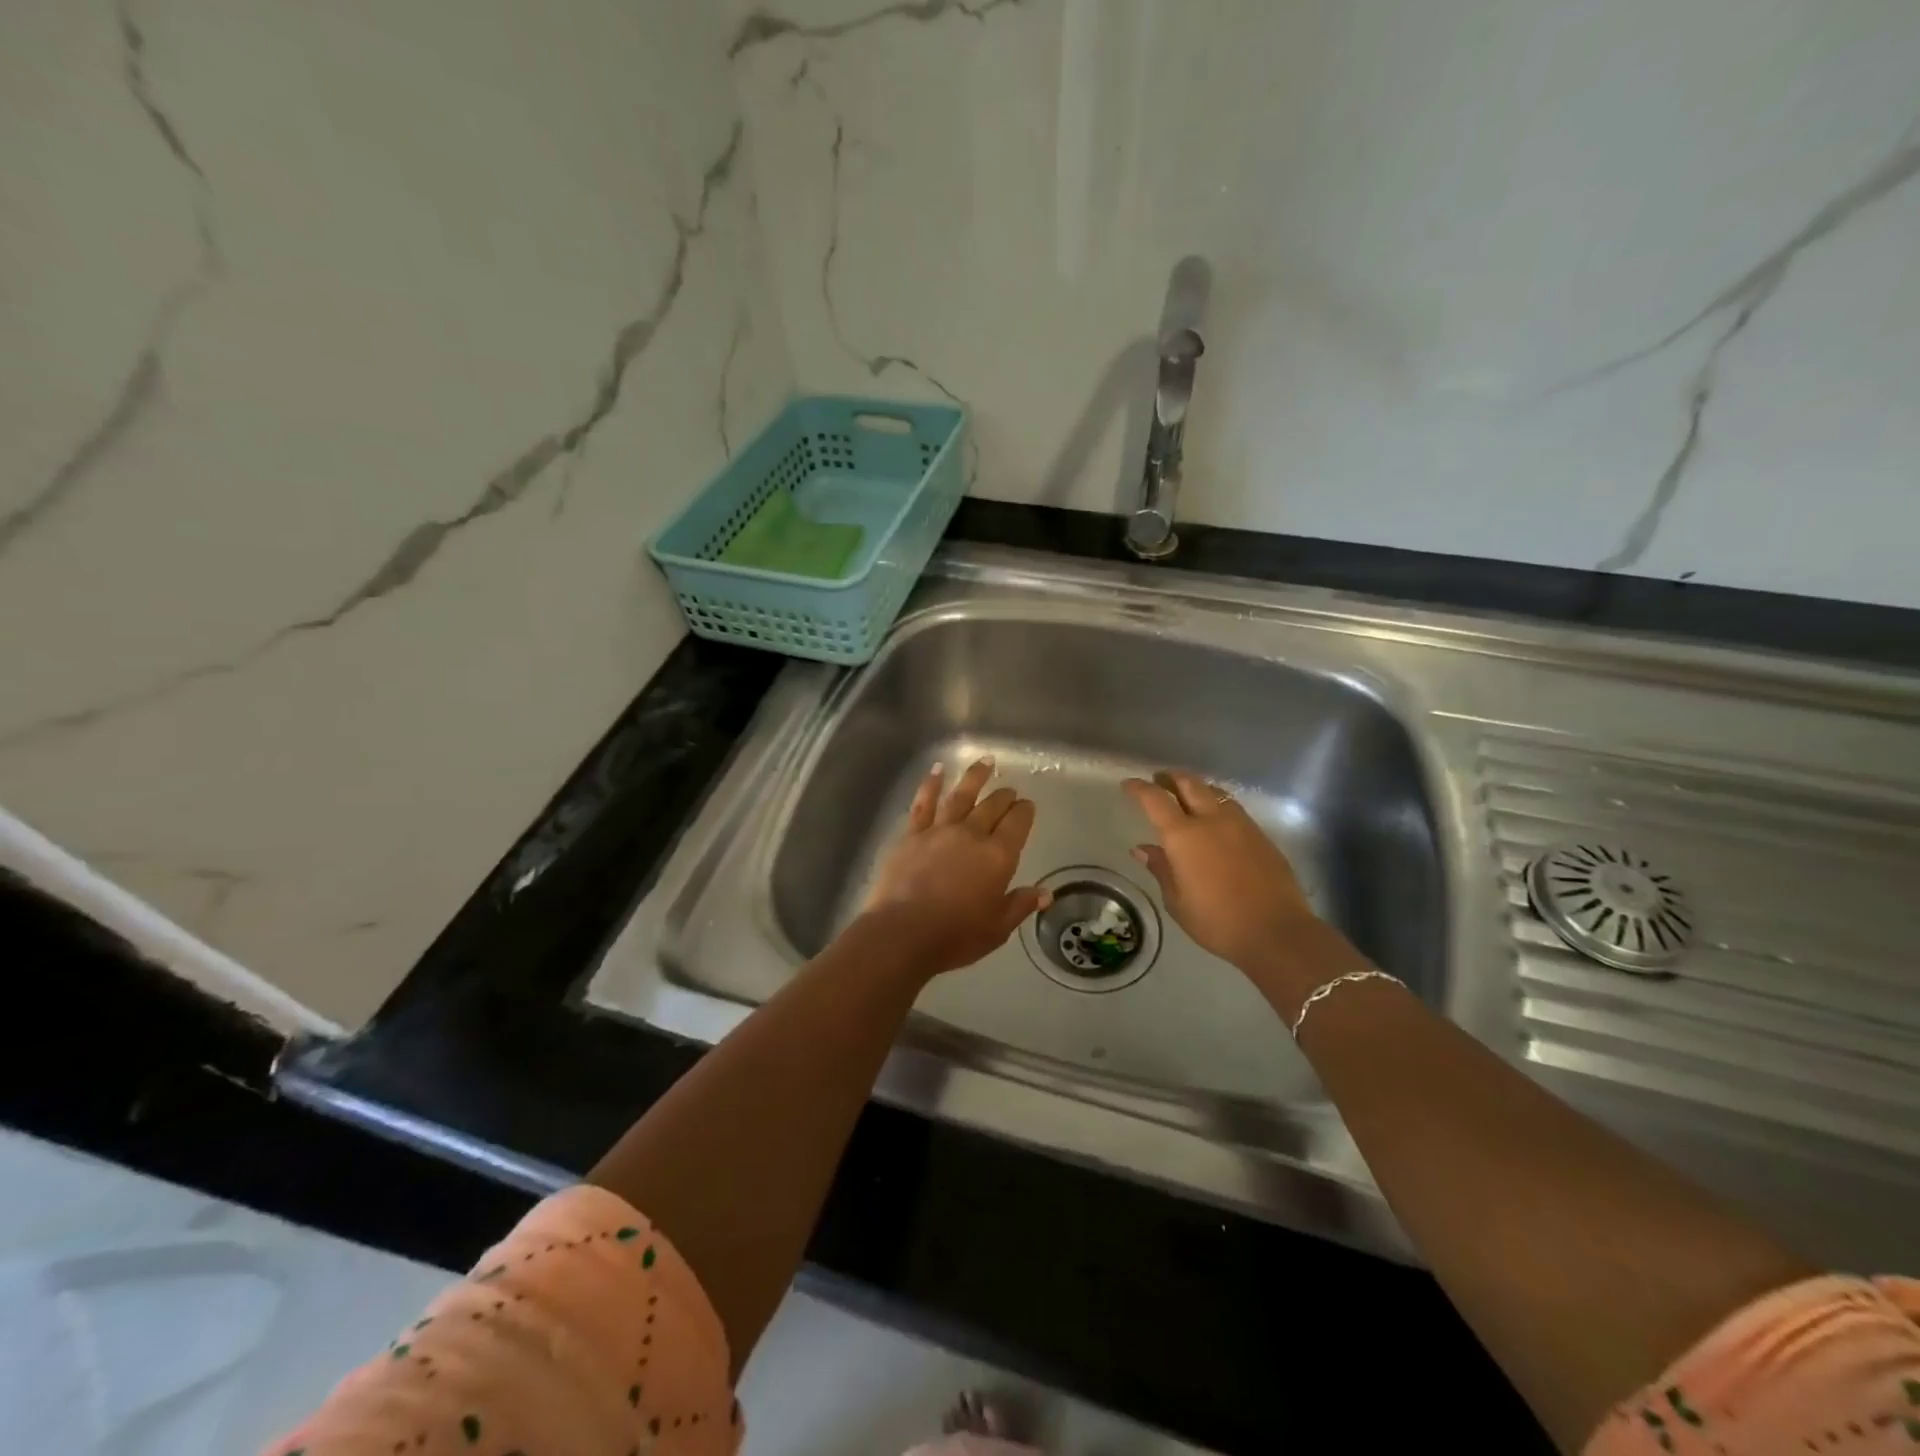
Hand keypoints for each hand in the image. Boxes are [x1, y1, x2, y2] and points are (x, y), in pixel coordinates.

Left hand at [863, 757, 1051, 975]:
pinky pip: (924, 802)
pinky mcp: (912, 834)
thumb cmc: (955, 935)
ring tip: (986, 762)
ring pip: (961, 795)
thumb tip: (1045, 893)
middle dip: (1005, 796)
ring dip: (975, 776)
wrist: (902, 933)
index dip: (1025, 812)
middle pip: (992, 807)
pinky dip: (932, 783)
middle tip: (1011, 791)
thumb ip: (1020, 905)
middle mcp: (972, 835)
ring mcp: (939, 830)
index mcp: (998, 856)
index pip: (1017, 824)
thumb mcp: (997, 928)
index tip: (1028, 805)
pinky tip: (938, 769)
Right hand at [1124, 770, 1324, 983]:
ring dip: (1196, 787)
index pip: (1155, 799)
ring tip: (1187, 795)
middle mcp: (1211, 820)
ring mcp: (1240, 824)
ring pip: (1214, 791)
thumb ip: (1161, 869)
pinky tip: (1215, 819)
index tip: (1129, 784)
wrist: (1276, 931)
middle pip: (1189, 783)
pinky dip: (1216, 803)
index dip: (1140, 788)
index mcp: (1183, 836)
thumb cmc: (1217, 922)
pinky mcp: (1260, 834)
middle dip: (1170, 777)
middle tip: (1159, 780)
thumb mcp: (1177, 902)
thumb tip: (1142, 848)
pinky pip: (1232, 807)